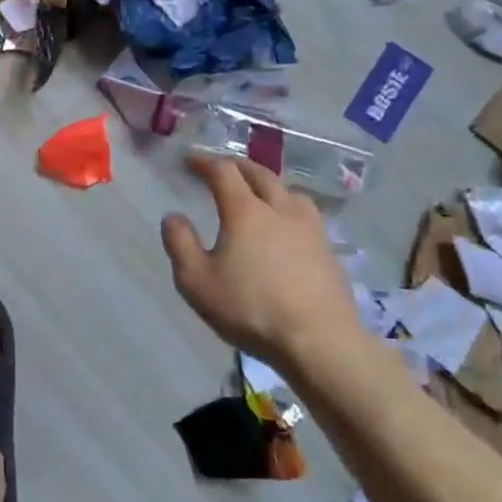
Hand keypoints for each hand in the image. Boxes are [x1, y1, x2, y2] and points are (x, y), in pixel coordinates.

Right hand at [160, 153, 365, 365]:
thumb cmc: (251, 309)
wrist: (321, 342)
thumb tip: (173, 216)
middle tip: (221, 168)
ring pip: (288, 190)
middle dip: (236, 166)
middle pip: (259, 173)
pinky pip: (305, 213)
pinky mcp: (328, 250)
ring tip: (257, 193)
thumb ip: (180, 244)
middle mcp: (280, 208)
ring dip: (268, 183)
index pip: (223, 171)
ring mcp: (310, 228)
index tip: (189, 159)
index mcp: (245, 210)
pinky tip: (285, 226)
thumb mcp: (197, 281)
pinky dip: (288, 207)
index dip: (203, 160)